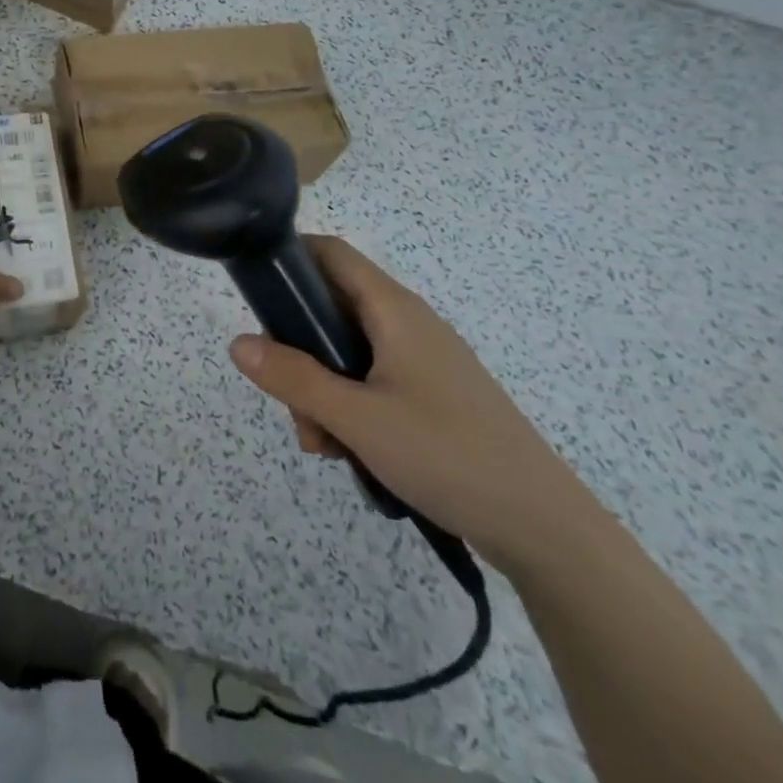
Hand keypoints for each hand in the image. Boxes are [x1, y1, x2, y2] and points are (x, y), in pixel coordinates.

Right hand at [228, 235, 601, 574]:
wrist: (545, 529)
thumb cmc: (446, 454)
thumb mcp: (357, 418)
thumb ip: (293, 378)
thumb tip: (237, 343)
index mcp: (393, 309)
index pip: (330, 253)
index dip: (289, 257)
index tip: (255, 293)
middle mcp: (407, 323)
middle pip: (331, 310)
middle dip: (299, 352)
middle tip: (291, 403)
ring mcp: (422, 361)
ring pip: (348, 354)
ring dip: (322, 391)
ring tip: (326, 446)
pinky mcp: (432, 396)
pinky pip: (372, 383)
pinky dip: (351, 409)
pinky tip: (353, 455)